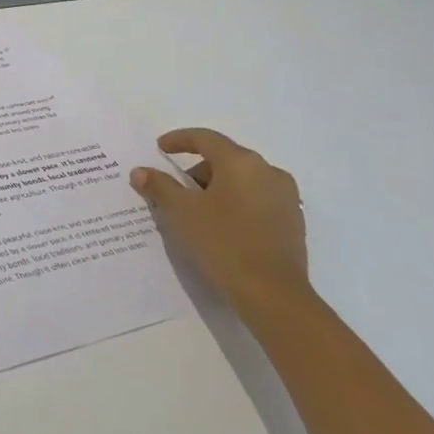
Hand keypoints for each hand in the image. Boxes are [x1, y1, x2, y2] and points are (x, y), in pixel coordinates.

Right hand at [130, 129, 309, 318]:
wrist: (272, 294)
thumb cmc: (222, 242)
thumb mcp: (180, 212)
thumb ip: (159, 186)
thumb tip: (141, 171)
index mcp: (241, 162)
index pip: (205, 138)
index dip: (179, 140)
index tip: (160, 148)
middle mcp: (268, 172)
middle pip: (225, 159)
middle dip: (196, 171)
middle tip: (174, 190)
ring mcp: (286, 198)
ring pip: (242, 181)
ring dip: (217, 189)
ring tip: (196, 212)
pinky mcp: (293, 223)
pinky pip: (256, 201)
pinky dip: (235, 204)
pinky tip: (221, 227)